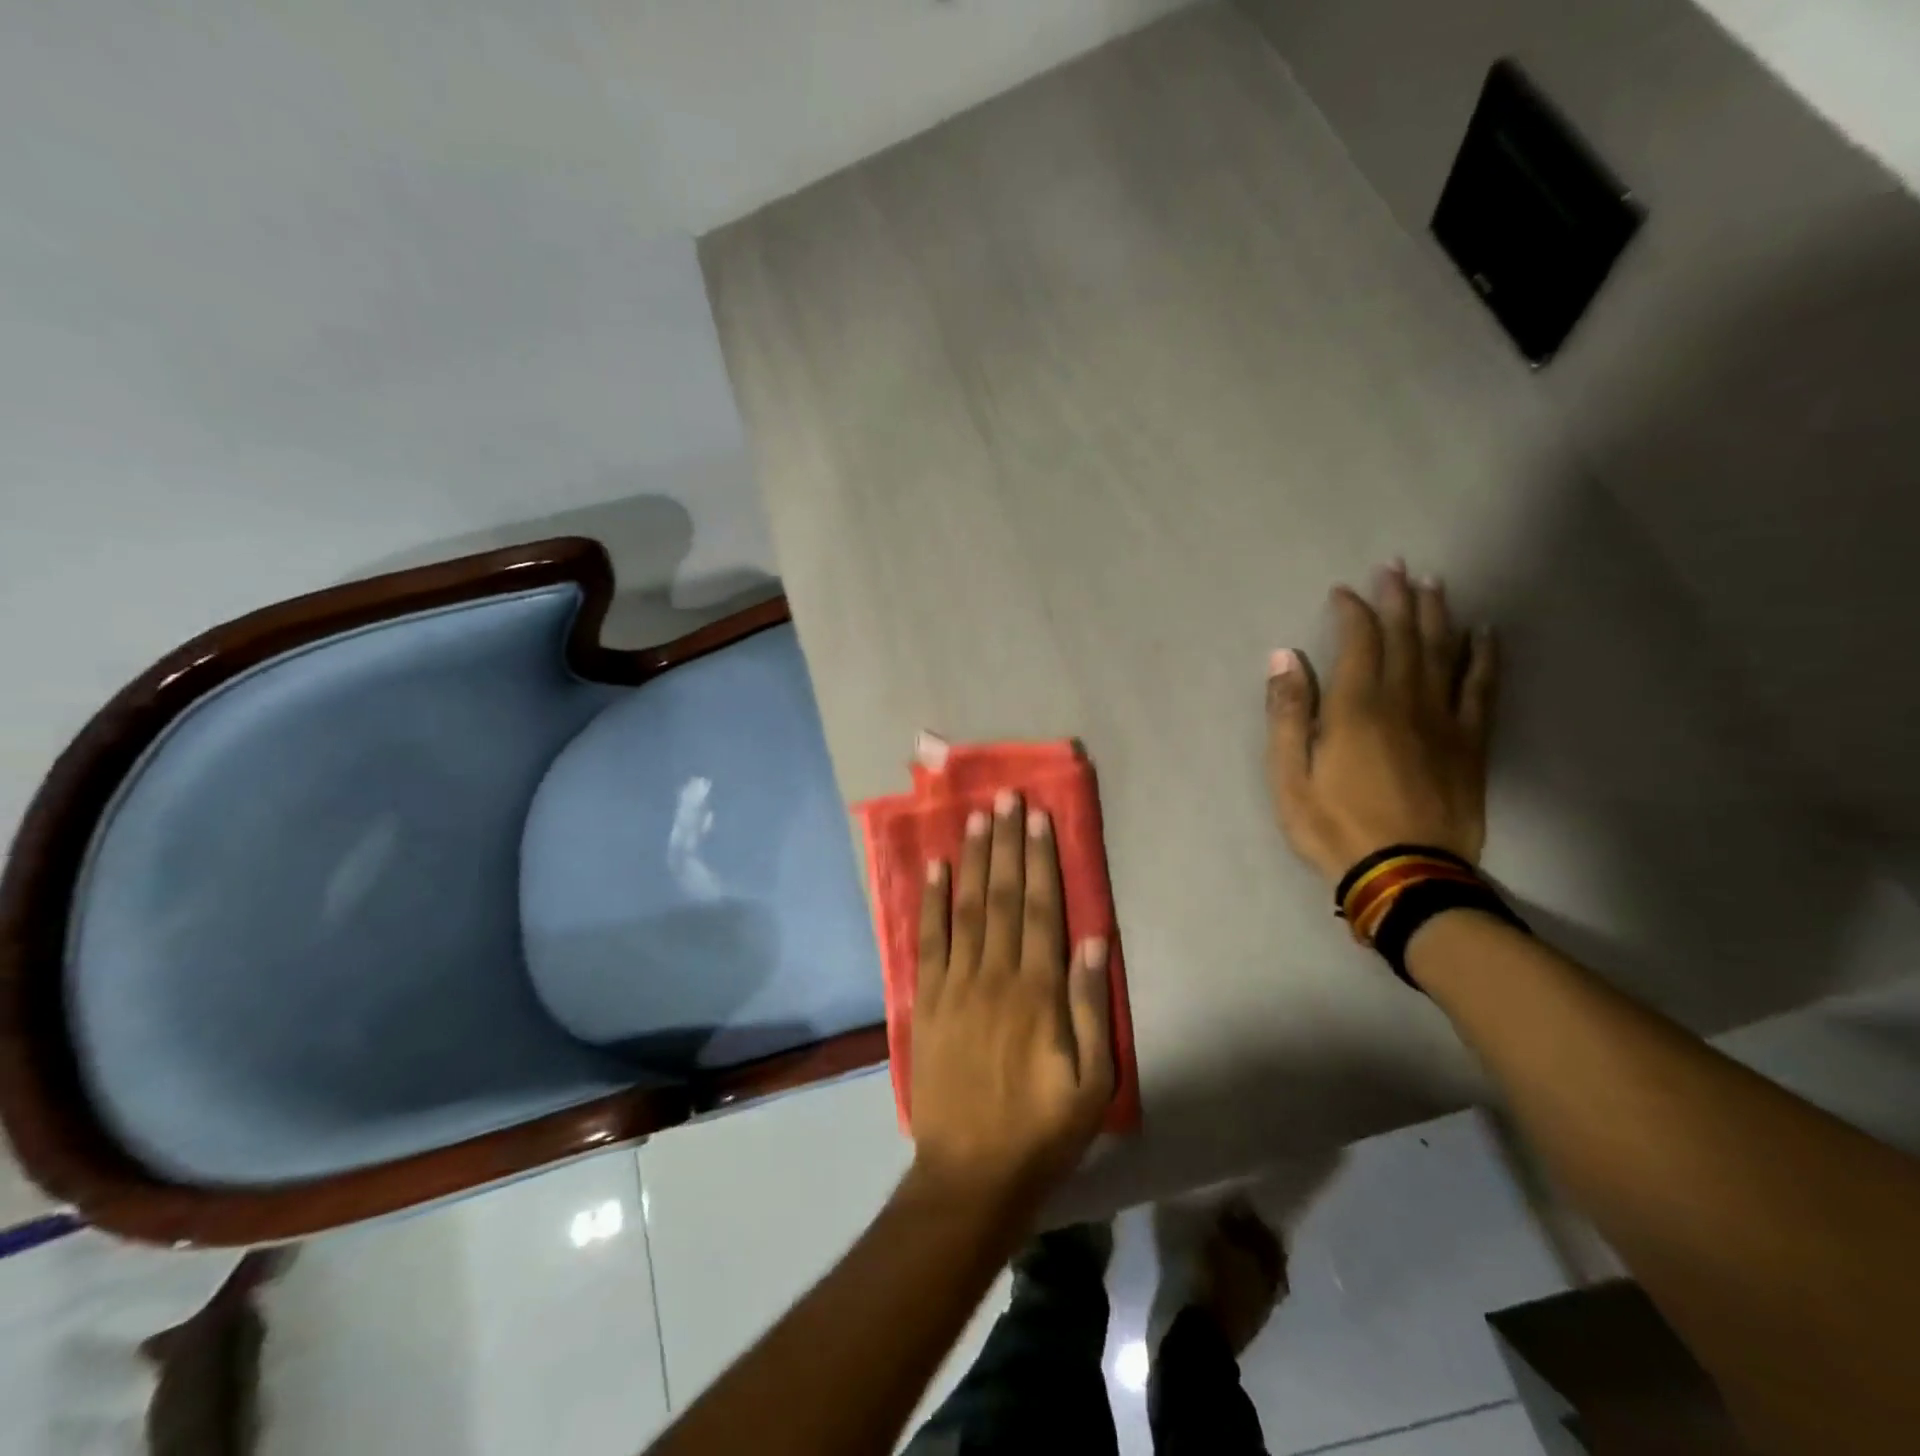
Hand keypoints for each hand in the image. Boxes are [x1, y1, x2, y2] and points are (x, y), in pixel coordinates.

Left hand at [909, 790, 1114, 1210]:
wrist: (970, 1174)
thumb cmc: (1041, 1129)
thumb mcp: (1092, 1082)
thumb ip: (1092, 1007)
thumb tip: (1097, 941)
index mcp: (1038, 992)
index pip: (1040, 909)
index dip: (1040, 860)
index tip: (1039, 818)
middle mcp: (995, 975)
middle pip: (1002, 896)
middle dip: (1006, 843)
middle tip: (1007, 798)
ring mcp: (955, 985)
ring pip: (966, 908)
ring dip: (972, 859)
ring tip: (976, 817)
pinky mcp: (925, 1001)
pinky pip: (927, 941)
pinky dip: (930, 902)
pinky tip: (934, 868)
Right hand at [1265, 561, 1498, 885]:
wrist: (1404, 875)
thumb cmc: (1333, 826)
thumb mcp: (1288, 776)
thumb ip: (1288, 714)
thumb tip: (1284, 657)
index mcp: (1356, 708)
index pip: (1359, 641)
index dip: (1352, 611)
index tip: (1343, 591)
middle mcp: (1404, 701)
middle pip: (1406, 636)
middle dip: (1398, 598)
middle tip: (1396, 567)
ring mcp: (1444, 720)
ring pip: (1444, 652)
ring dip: (1438, 614)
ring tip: (1434, 584)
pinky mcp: (1471, 742)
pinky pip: (1482, 688)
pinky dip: (1484, 656)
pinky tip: (1485, 633)